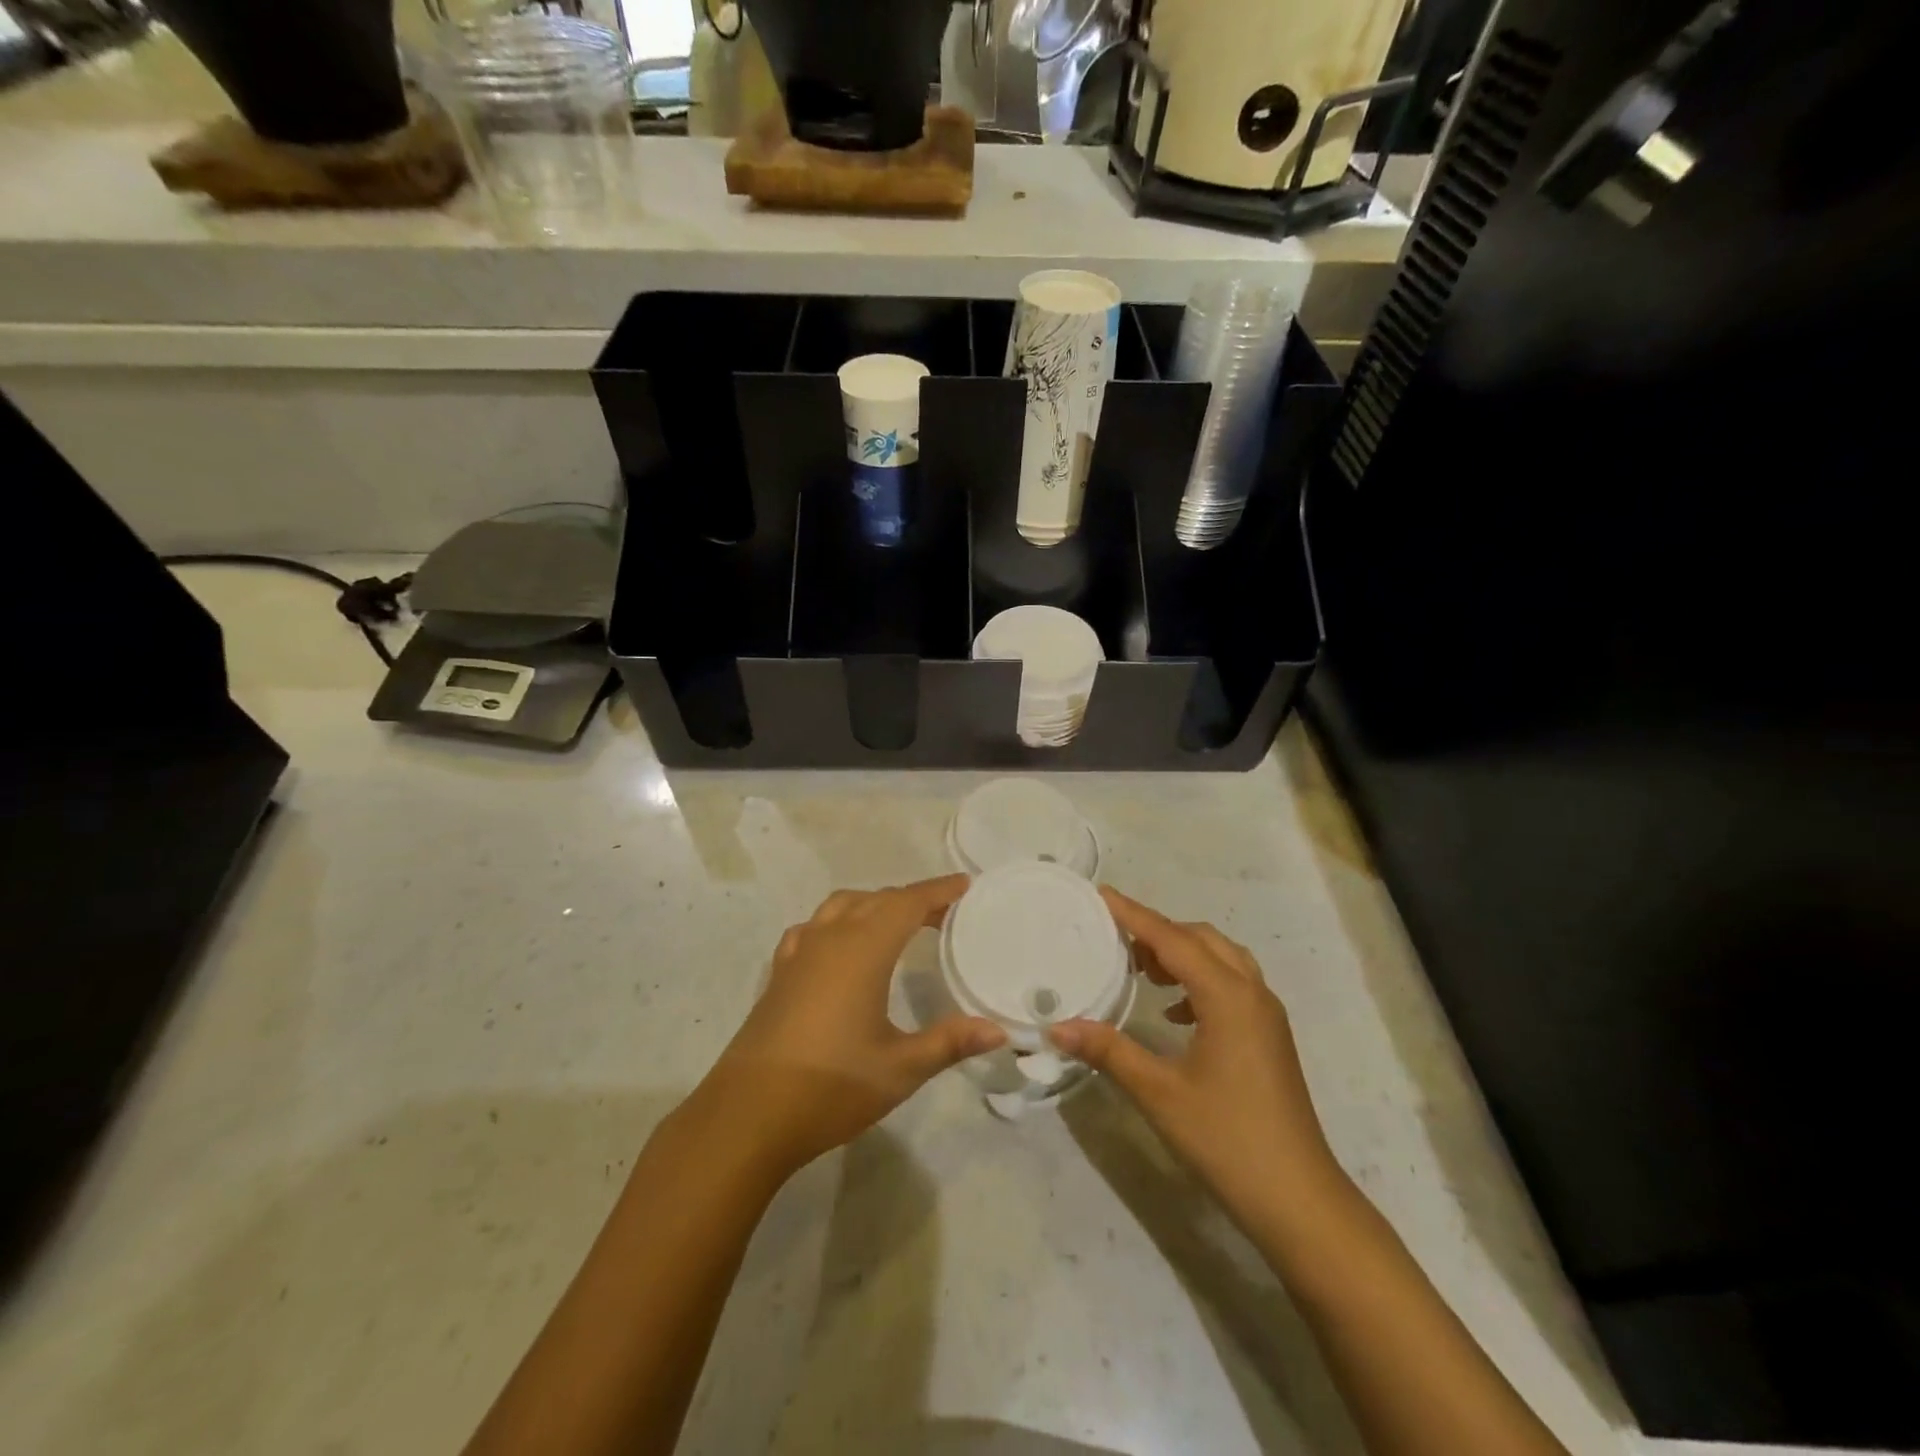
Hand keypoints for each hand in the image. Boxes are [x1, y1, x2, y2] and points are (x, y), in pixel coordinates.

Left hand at [693, 877, 1005, 1179]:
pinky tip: (839, 947)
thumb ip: (950, 1042)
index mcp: (863, 950)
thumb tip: (997, 1031)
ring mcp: (799, 953)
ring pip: (841, 906)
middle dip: (912, 899)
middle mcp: (830, 939)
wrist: (748, 1115)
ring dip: (873, 905)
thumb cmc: (831, 1087)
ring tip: (897, 924)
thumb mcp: (900, 1068)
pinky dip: (837, 923)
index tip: (965, 884)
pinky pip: (813, 928)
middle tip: (944, 913)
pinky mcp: (779, 974)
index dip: (938, 891)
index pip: (908, 903)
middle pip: (877, 900)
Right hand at [1050, 888, 1349, 1236]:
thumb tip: (1058, 1026)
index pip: (1173, 940)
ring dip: (1183, 953)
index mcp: (1227, 997)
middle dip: (1159, 931)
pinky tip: (1174, 1012)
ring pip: (1222, 959)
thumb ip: (1108, 1050)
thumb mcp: (1159, 1092)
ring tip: (1142, 969)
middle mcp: (1252, 993)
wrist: (1299, 1199)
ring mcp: (1267, 1015)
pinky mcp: (1270, 1036)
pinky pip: (1233, 984)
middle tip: (1116, 939)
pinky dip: (1200, 980)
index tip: (1102, 895)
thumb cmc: (1227, 1139)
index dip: (1135, 915)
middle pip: (1201, 939)